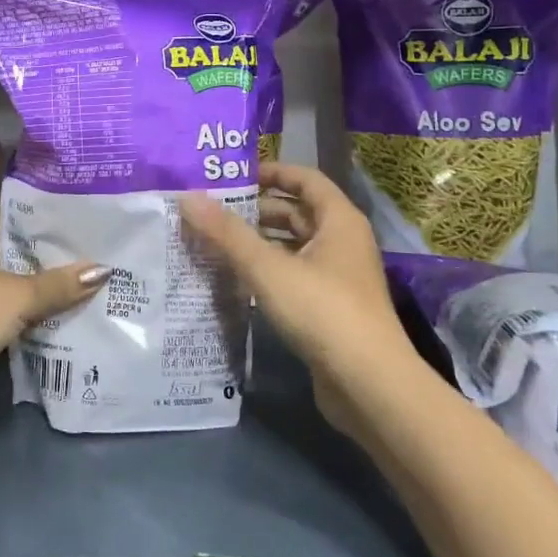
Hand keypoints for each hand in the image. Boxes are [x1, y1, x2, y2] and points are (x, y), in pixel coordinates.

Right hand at [181, 162, 416, 391]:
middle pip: (297, 212)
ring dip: (259, 242)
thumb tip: (188, 197)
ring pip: (294, 246)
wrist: (369, 385)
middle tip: (212, 212)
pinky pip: (294, 275)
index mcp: (339, 220)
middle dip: (256, 210)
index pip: (305, 178)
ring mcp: (338, 277)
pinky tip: (237, 279)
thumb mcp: (268, 268)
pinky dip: (268, 271)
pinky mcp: (330, 308)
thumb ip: (227, 233)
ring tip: (216, 242)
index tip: (232, 177)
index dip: (271, 172)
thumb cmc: (323, 311)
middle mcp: (343, 242)